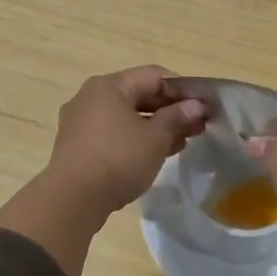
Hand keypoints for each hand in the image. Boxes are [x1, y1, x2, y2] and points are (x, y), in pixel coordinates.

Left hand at [45, 65, 207, 217]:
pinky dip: (135, 139)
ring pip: (126, 116)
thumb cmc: (118, 159)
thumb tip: (196, 106)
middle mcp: (90, 97)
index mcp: (108, 86)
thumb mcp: (155, 138)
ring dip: (155, 127)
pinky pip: (113, 133)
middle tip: (197, 128)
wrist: (73, 199)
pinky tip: (154, 154)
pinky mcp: (77, 145)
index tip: (204, 108)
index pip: (154, 76)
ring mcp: (80, 122)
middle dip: (170, 110)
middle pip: (138, 95)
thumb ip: (177, 118)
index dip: (183, 90)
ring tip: (181, 143)